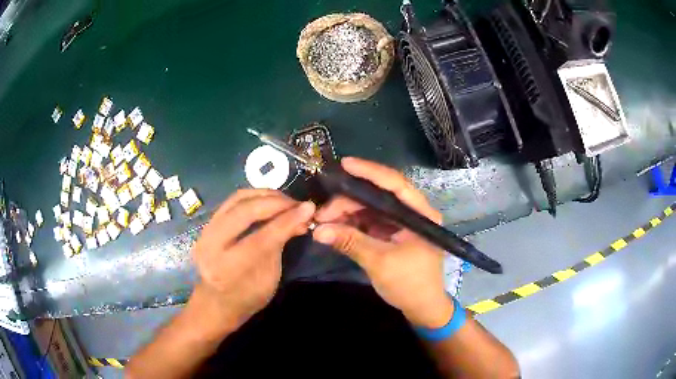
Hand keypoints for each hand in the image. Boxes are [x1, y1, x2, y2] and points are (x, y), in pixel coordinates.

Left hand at [191, 189, 314, 328]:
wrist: (218, 300)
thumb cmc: (248, 295)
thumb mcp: (270, 276)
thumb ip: (280, 244)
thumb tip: (302, 217)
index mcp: (228, 268)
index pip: (261, 238)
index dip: (287, 220)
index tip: (309, 208)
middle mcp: (211, 245)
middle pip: (244, 211)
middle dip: (275, 202)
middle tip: (297, 203)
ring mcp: (206, 231)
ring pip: (237, 199)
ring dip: (264, 195)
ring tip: (285, 200)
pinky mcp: (208, 222)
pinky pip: (232, 201)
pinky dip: (254, 196)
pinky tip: (269, 200)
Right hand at [312, 157, 453, 327]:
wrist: (421, 308)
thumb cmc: (410, 284)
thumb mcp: (379, 262)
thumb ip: (349, 242)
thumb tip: (317, 230)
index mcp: (420, 215)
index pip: (396, 184)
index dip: (370, 172)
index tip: (345, 164)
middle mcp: (411, 213)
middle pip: (378, 196)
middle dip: (348, 201)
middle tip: (322, 213)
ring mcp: (400, 224)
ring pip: (370, 208)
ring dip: (346, 213)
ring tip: (324, 222)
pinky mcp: (390, 234)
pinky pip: (368, 222)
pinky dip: (351, 224)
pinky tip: (335, 227)